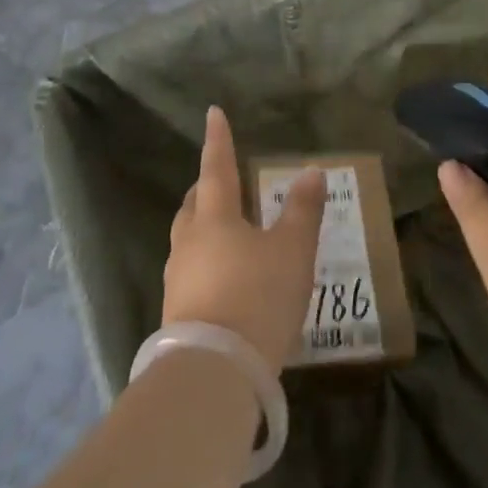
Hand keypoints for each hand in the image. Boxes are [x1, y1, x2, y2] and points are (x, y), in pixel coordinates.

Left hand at [163, 106, 325, 374]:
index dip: (218, 139)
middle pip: (195, 203)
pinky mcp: (176, 314)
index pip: (217, 166)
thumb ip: (303, 210)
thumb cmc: (257, 297)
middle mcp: (190, 241)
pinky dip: (206, 261)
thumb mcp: (293, 251)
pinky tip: (224, 277)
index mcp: (215, 216)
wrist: (213, 375)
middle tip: (223, 178)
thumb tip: (311, 170)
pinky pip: (191, 271)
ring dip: (204, 225)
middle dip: (207, 186)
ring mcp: (178, 279)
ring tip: (226, 228)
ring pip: (189, 238)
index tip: (213, 113)